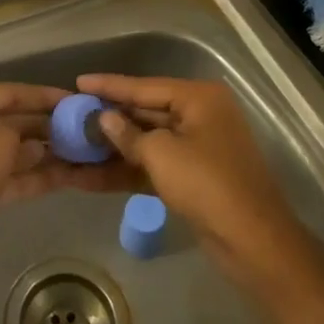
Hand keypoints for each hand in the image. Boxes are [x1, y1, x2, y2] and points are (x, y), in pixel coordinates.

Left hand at [0, 83, 135, 282]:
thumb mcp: (0, 135)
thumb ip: (26, 132)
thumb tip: (40, 143)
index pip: (10, 92)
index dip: (44, 96)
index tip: (77, 100)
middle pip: (13, 121)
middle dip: (47, 125)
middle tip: (86, 129)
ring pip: (15, 152)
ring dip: (47, 153)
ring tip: (85, 152)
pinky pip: (13, 178)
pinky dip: (37, 177)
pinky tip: (69, 175)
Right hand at [77, 74, 308, 287]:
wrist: (252, 242)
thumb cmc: (207, 184)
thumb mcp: (161, 153)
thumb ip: (128, 134)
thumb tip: (105, 119)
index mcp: (198, 98)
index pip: (144, 86)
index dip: (109, 86)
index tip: (77, 81)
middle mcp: (199, 116)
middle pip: (145, 112)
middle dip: (108, 118)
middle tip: (71, 114)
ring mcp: (197, 148)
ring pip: (146, 141)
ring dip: (112, 148)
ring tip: (74, 145)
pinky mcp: (192, 177)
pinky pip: (153, 165)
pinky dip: (127, 169)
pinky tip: (92, 175)